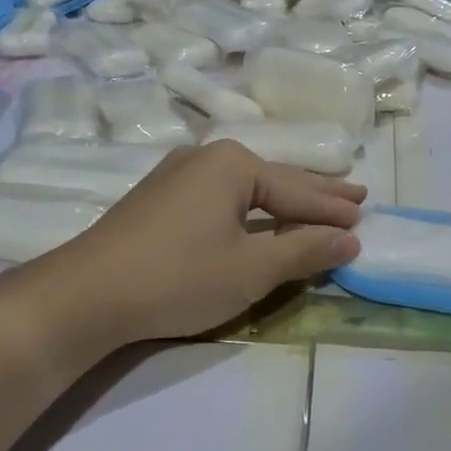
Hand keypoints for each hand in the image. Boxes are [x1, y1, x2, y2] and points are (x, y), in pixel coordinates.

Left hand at [0, 141, 363, 351]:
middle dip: (315, 193)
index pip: (298, 190)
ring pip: (247, 186)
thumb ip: (304, 251)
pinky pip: (221, 195)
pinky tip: (258, 214)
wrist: (85, 294)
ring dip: (282, 200)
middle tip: (356, 195)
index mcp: (234, 164)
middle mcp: (207, 157)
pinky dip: (250, 207)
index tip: (366, 218)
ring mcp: (178, 174)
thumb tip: (349, 239)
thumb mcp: (251, 270)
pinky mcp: (159, 196)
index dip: (333, 209)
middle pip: (275, 178)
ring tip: (316, 203)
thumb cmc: (178, 277)